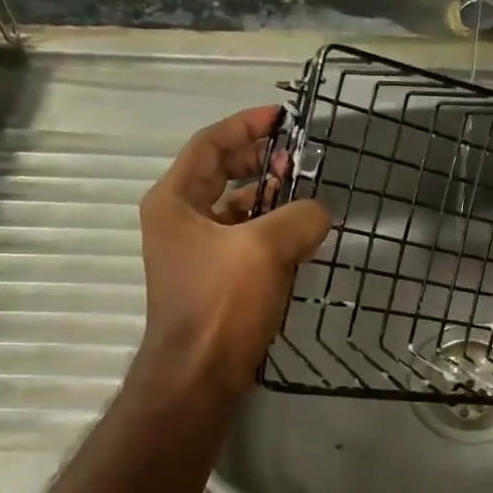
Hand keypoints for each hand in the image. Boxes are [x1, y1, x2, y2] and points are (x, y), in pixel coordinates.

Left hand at [136, 106, 330, 393]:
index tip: (281, 117)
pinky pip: (245, 239)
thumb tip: (318, 214)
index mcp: (175, 201)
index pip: (209, 145)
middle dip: (258, 160)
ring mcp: (195, 252)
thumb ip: (299, 217)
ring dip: (267, 196)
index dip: (245, 126)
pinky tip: (299, 235)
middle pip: (220, 173)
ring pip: (235, 207)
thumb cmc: (221, 304)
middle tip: (296, 157)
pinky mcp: (215, 279)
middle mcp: (179, 220)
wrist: (199, 376)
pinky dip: (270, 229)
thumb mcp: (264, 249)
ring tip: (302, 193)